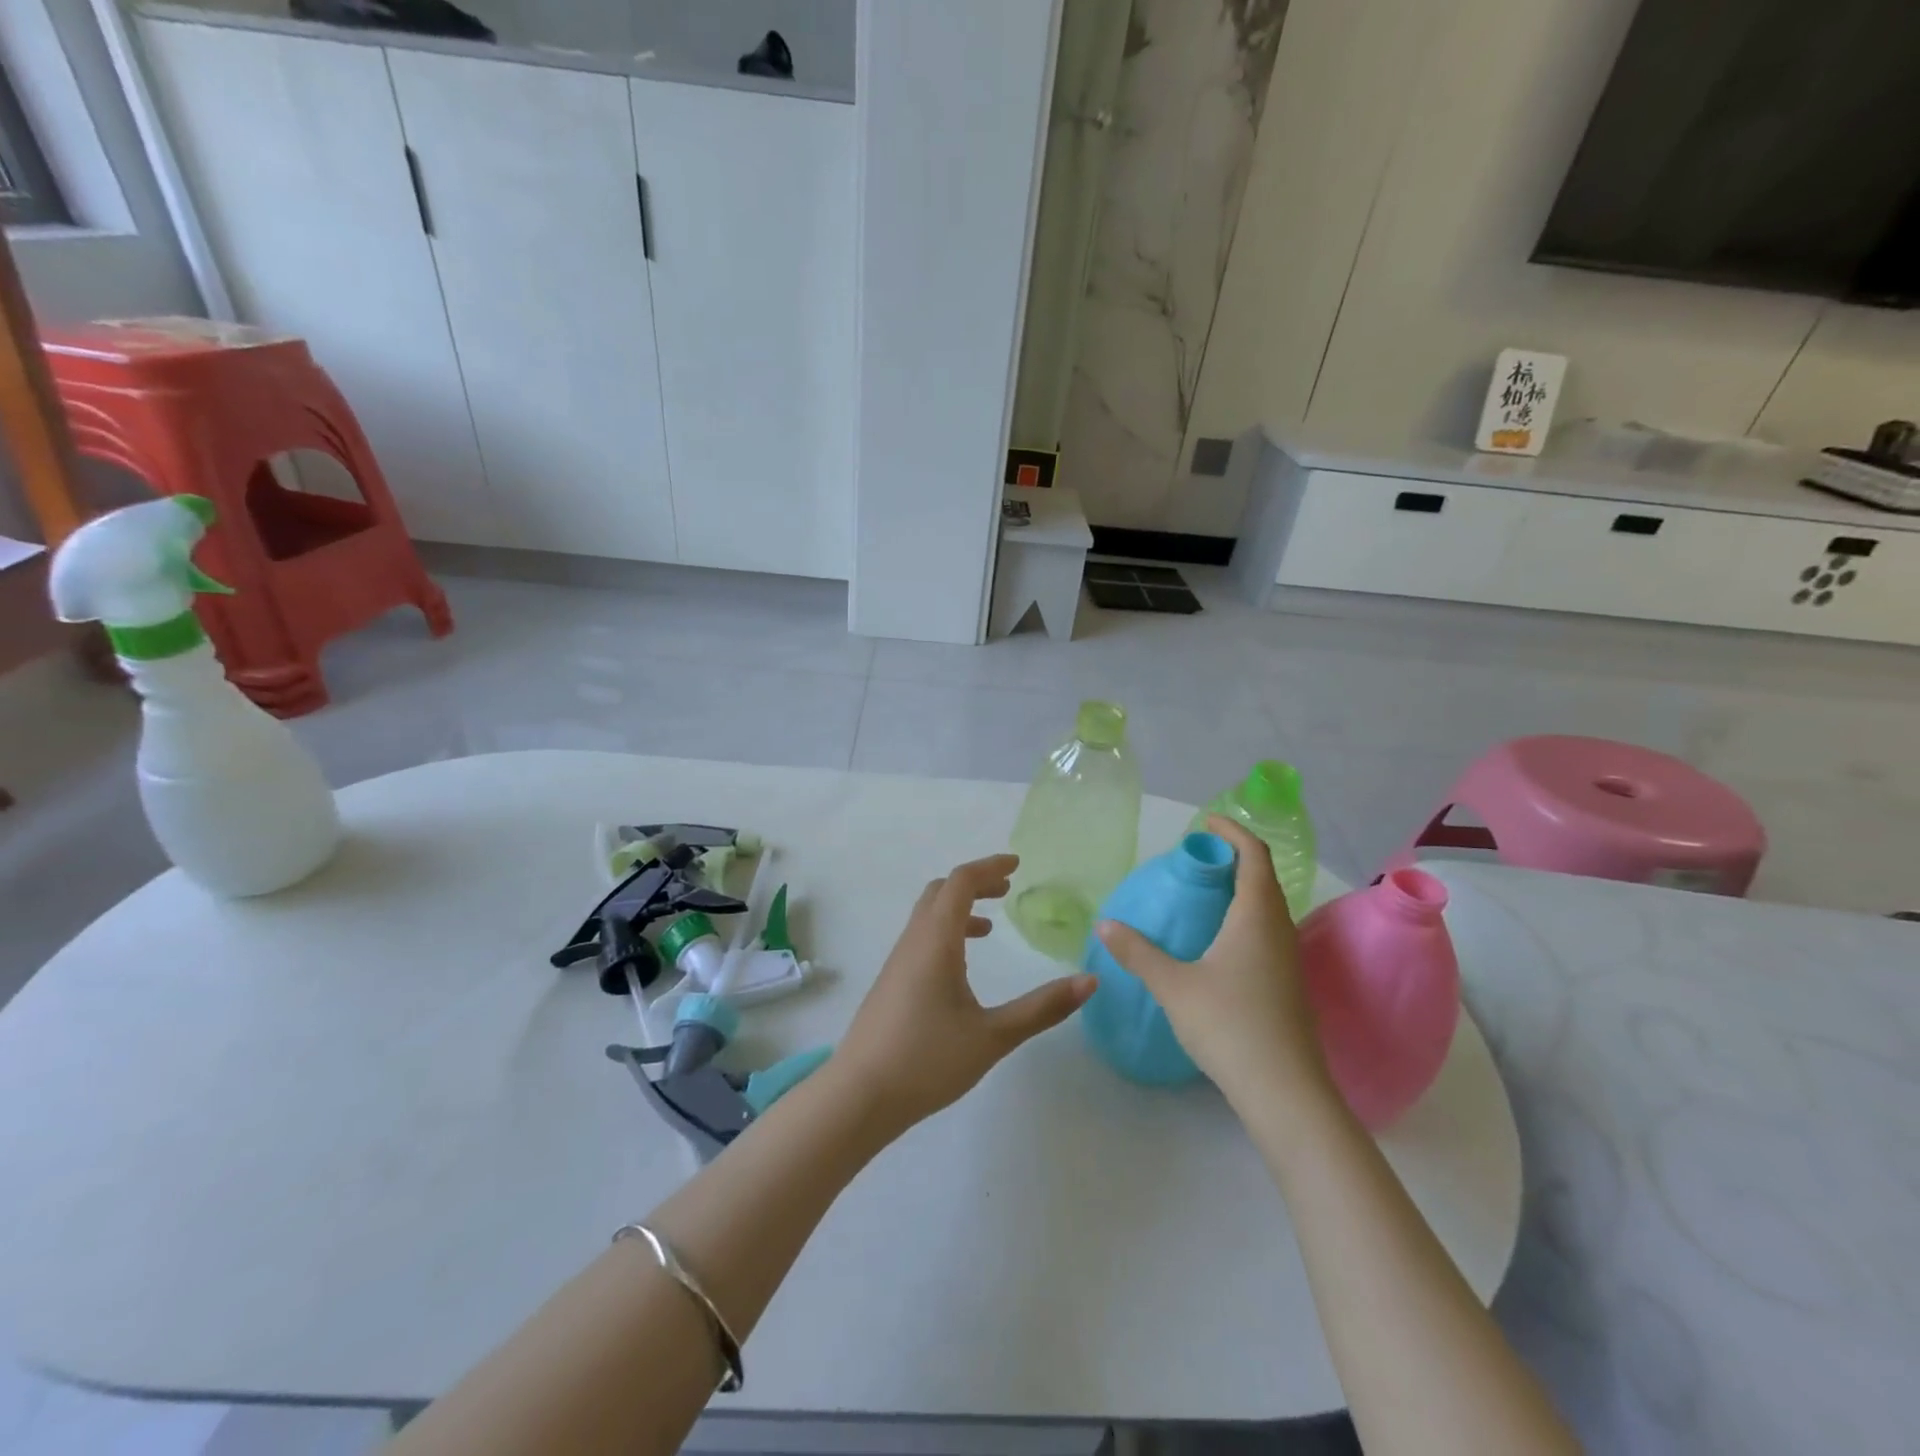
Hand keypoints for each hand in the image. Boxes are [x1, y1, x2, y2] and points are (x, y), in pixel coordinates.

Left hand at [831, 853, 1093, 1134]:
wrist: (859, 1096)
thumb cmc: (927, 1060)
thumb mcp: (992, 1036)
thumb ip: (1042, 1008)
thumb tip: (1089, 981)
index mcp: (936, 941)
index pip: (961, 883)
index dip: (989, 867)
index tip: (1017, 865)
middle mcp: (914, 942)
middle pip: (941, 892)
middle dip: (974, 883)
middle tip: (1006, 890)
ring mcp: (897, 962)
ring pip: (927, 915)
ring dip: (958, 909)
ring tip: (990, 927)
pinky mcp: (891, 983)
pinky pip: (920, 938)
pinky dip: (945, 932)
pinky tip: (961, 967)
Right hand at [1095, 817, 1334, 1111]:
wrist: (1284, 1091)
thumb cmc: (1229, 1025)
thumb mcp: (1174, 985)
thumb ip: (1138, 952)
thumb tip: (1106, 923)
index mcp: (1256, 917)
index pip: (1254, 856)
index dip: (1233, 832)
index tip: (1206, 822)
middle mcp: (1279, 930)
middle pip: (1263, 878)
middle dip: (1235, 858)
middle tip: (1198, 858)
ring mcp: (1288, 960)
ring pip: (1268, 908)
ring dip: (1242, 889)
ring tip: (1205, 894)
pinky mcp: (1288, 985)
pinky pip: (1267, 932)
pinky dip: (1245, 918)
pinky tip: (1219, 942)